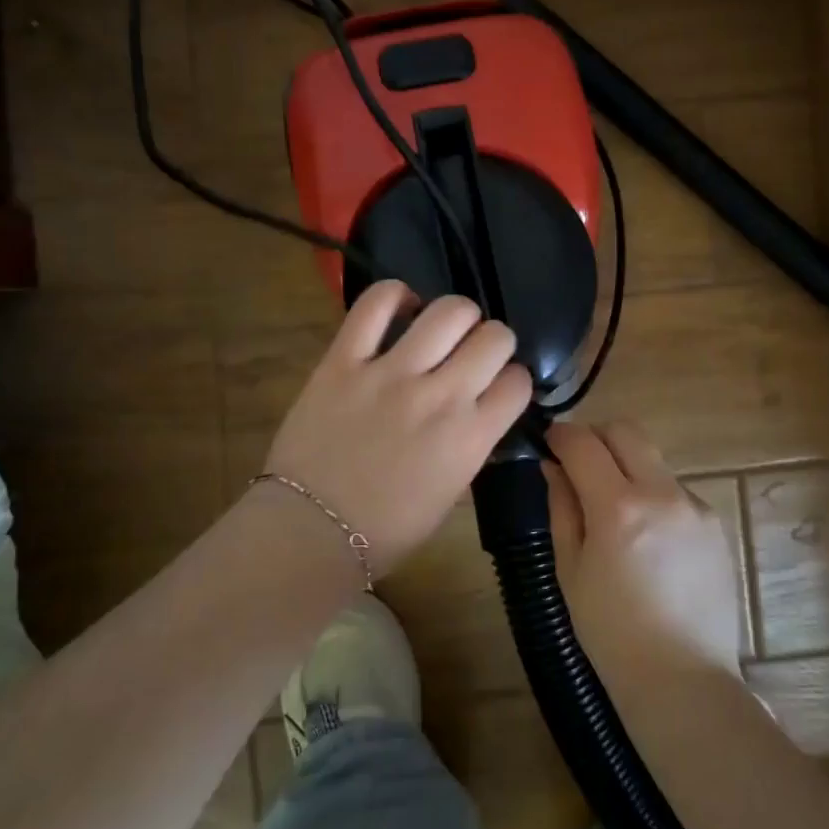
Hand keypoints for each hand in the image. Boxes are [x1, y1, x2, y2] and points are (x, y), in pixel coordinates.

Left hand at [262, 281, 533, 576]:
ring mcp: (390, 374)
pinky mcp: (344, 360)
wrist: (309, 533)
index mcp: (471, 437)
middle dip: (493, 341)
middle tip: (472, 353)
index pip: (518, 382)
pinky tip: (401, 308)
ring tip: (441, 329)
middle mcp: (440, 396)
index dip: (513, 380)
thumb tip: (478, 409)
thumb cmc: (386, 528)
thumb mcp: (450, 492)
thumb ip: (472, 443)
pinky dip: (395, 295)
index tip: (497, 385)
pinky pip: (375, 305)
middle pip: (494, 337)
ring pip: (448, 311)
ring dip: (456, 316)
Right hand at [545, 420, 742, 689]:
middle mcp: (662, 493)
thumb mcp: (571, 570)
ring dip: (627, 467)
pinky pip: (676, 491)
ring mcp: (695, 507)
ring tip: (616, 512)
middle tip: (580, 465)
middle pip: (626, 431)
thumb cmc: (612, 634)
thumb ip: (561, 508)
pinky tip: (649, 541)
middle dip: (597, 437)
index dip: (561, 435)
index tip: (550, 442)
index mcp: (618, 507)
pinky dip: (654, 497)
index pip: (583, 443)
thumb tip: (553, 467)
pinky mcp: (715, 525)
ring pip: (653, 459)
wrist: (684, 682)